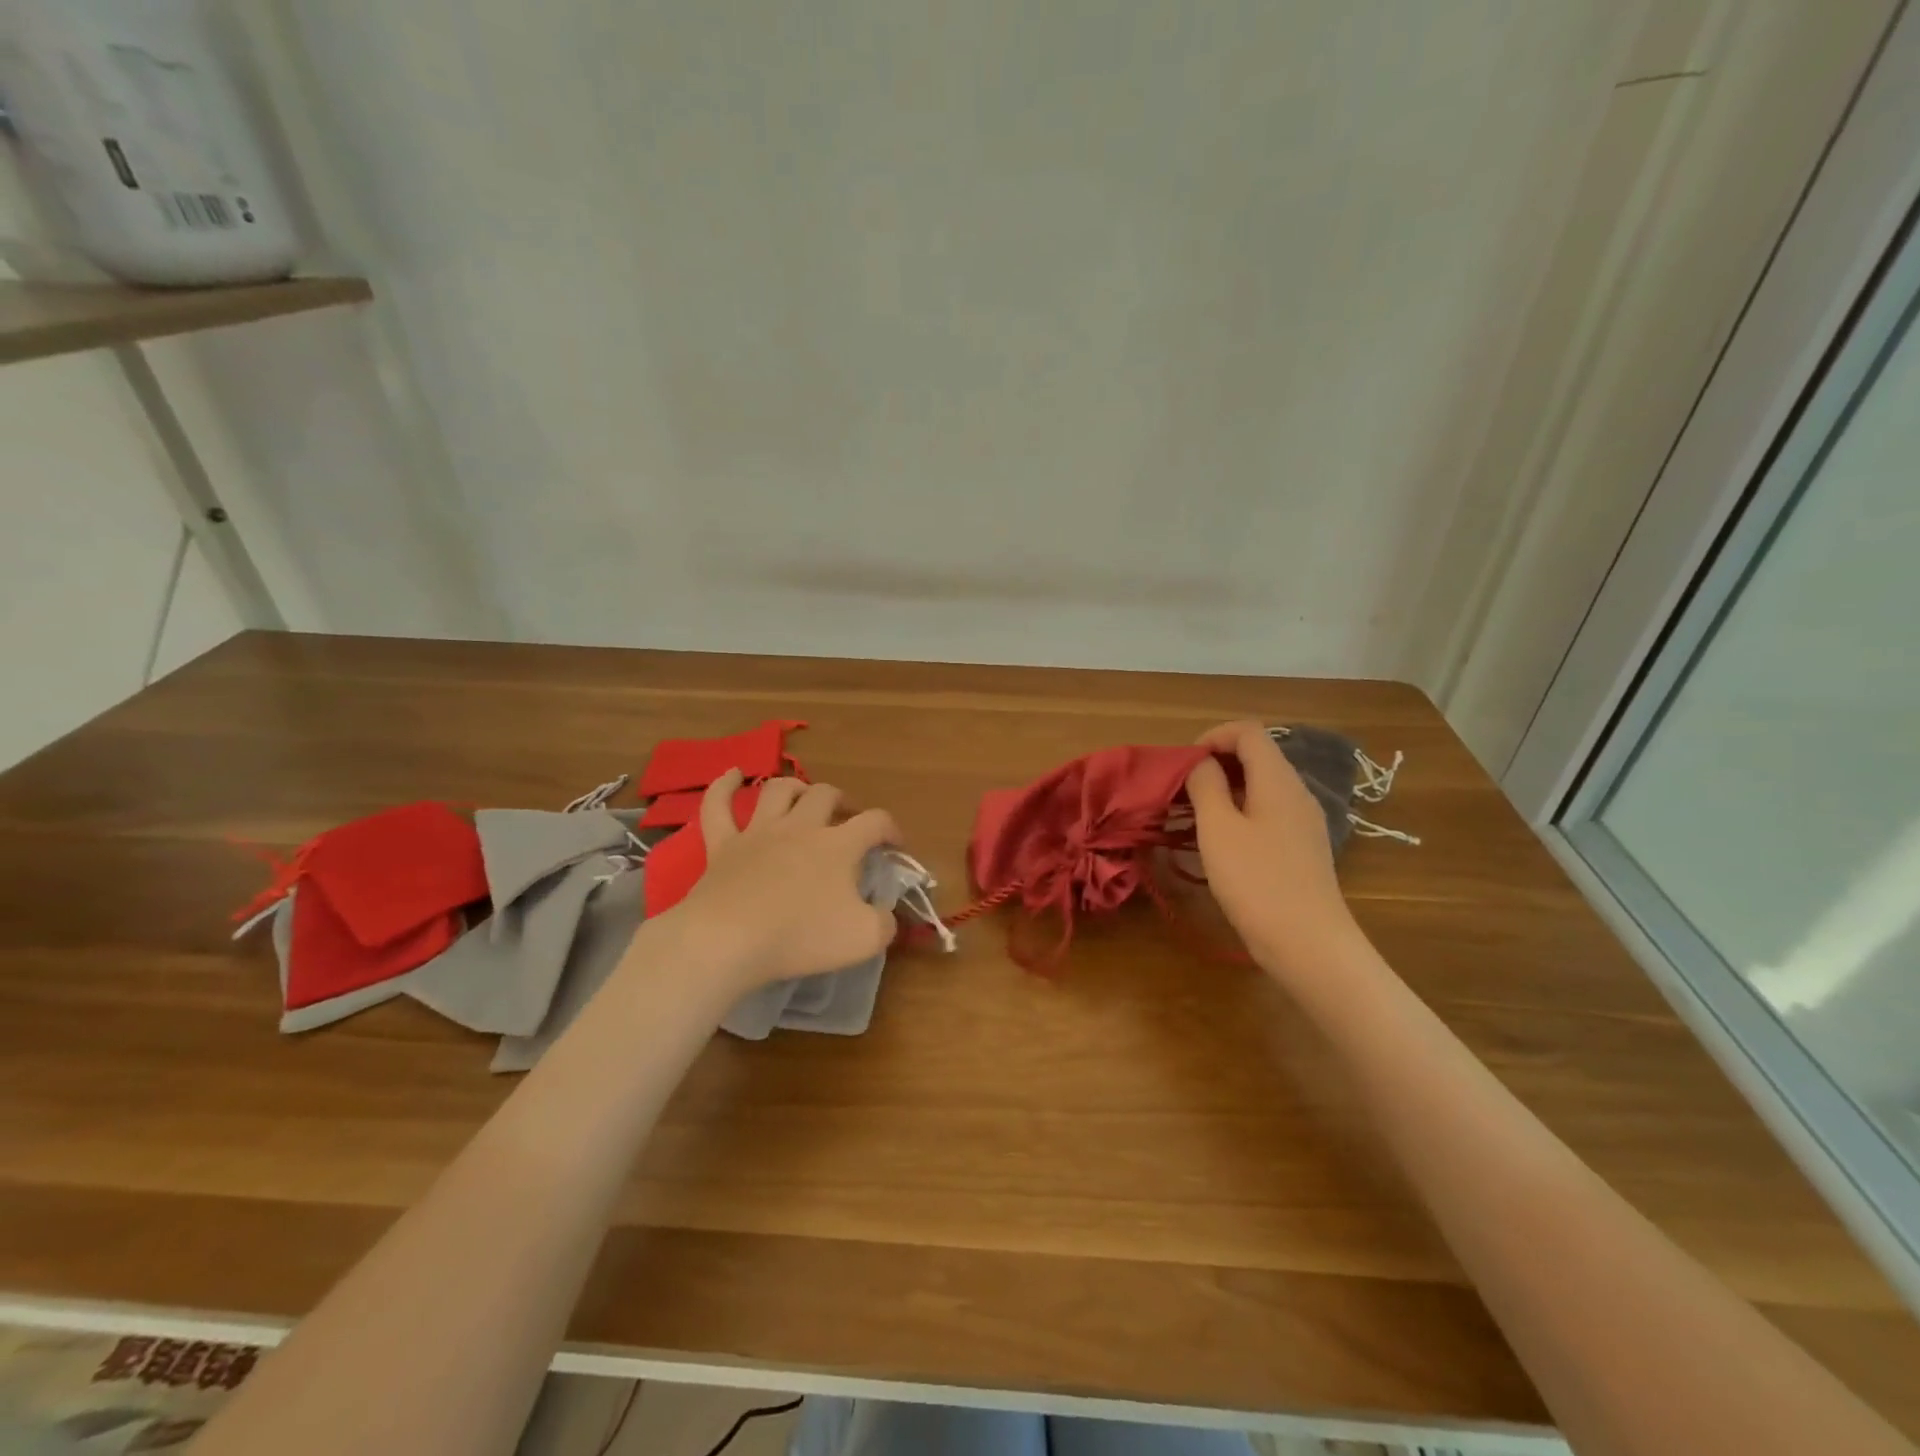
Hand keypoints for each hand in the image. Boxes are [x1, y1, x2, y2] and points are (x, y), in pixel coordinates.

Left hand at [664, 770, 901, 993]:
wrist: (729, 940)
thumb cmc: (801, 937)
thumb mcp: (864, 938)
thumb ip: (885, 922)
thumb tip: (886, 913)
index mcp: (839, 845)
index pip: (875, 822)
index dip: (891, 829)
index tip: (895, 846)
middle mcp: (801, 827)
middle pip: (825, 795)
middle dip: (842, 801)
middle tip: (847, 818)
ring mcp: (758, 832)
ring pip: (778, 790)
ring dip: (795, 788)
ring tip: (803, 797)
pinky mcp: (722, 845)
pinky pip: (718, 806)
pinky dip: (724, 787)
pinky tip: (732, 775)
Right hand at [1184, 721, 1357, 973]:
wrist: (1308, 944)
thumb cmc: (1257, 881)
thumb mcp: (1218, 828)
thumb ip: (1206, 785)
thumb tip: (1200, 763)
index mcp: (1278, 779)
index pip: (1248, 731)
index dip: (1212, 736)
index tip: (1183, 764)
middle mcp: (1296, 792)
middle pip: (1257, 756)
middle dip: (1215, 763)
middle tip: (1181, 789)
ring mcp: (1303, 821)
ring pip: (1261, 785)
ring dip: (1225, 789)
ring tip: (1192, 814)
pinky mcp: (1301, 847)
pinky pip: (1268, 811)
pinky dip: (1240, 811)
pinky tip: (1220, 839)